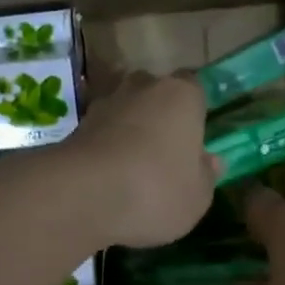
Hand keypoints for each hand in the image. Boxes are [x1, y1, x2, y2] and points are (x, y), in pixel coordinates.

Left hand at [62, 72, 221, 246]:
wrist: (82, 195)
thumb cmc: (155, 190)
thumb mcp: (197, 197)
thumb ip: (206, 175)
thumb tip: (209, 161)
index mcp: (182, 95)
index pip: (195, 89)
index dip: (195, 113)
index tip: (194, 140)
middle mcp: (142, 87)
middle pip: (156, 95)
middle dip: (159, 117)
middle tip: (164, 154)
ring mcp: (105, 103)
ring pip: (125, 113)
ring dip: (128, 132)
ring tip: (132, 170)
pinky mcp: (75, 126)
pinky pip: (100, 134)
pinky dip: (105, 149)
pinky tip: (108, 178)